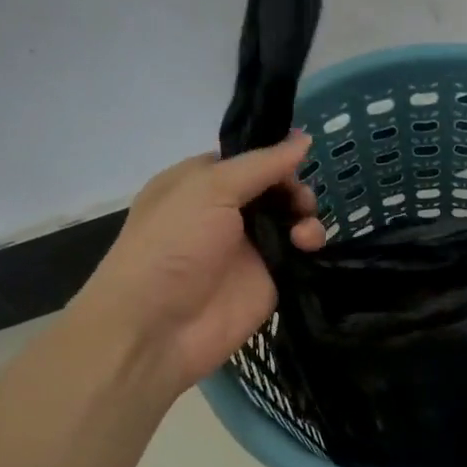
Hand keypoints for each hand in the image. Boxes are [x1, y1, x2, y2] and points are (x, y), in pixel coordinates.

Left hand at [77, 133, 326, 396]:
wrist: (157, 328)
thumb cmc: (172, 245)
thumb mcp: (209, 189)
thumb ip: (262, 165)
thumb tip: (304, 138)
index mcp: (200, 183)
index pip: (249, 160)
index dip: (276, 157)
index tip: (301, 156)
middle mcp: (225, 212)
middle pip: (275, 189)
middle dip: (294, 189)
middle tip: (299, 201)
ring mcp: (248, 248)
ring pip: (292, 221)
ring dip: (306, 217)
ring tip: (304, 231)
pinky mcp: (269, 280)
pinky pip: (299, 256)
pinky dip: (310, 246)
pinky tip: (308, 248)